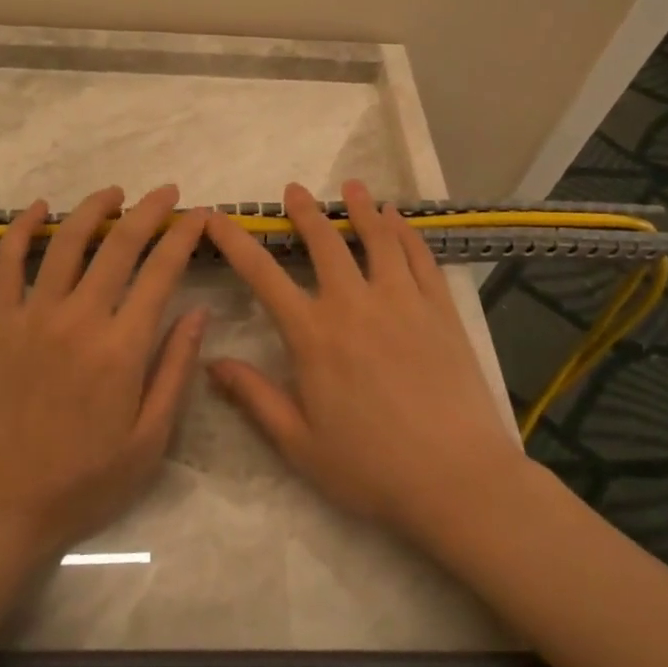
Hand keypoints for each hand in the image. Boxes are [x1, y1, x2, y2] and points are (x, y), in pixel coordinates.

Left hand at [0, 185, 208, 558]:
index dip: (183, 236)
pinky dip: (21, 229)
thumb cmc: (85, 480)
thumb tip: (199, 311)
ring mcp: (34, 316)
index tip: (199, 215)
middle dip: (148, 211)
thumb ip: (175, 370)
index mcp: (122, 348)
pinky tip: (38, 208)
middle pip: (118, 245)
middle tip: (167, 192)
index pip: (161, 272)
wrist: (1, 505)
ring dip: (93, 209)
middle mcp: (79, 319)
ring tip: (115, 192)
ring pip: (66, 242)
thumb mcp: (150, 441)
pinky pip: (7, 264)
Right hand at [204, 180, 525, 545]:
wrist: (457, 480)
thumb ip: (254, 397)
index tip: (217, 217)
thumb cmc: (371, 468)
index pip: (263, 275)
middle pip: (324, 242)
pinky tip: (398, 219)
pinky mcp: (439, 309)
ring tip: (351, 186)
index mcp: (313, 335)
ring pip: (377, 239)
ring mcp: (401, 301)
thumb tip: (210, 362)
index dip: (235, 242)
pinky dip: (406, 233)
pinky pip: (420, 257)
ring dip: (360, 208)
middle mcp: (354, 304)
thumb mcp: (299, 443)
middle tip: (294, 190)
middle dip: (305, 212)